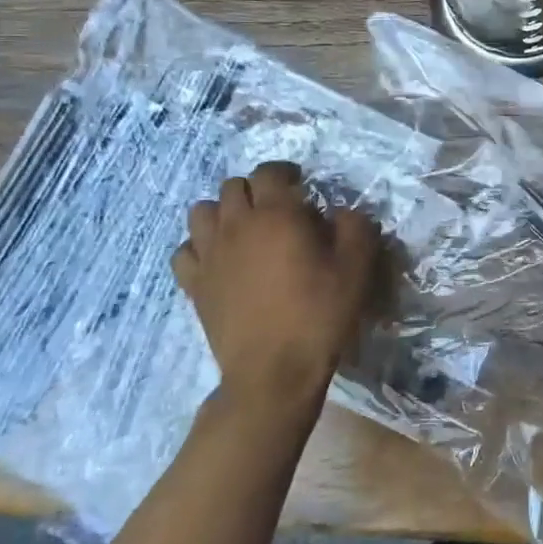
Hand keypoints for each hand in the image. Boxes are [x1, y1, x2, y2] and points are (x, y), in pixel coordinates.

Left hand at [172, 161, 382, 412]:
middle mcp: (236, 225)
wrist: (274, 371)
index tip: (301, 185)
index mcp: (276, 214)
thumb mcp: (357, 267)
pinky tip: (220, 259)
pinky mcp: (194, 284)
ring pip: (201, 211)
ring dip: (223, 212)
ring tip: (244, 229)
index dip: (285, 172)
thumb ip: (355, 226)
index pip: (270, 172)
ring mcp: (209, 255)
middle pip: (233, 186)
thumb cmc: (319, 314)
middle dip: (256, 190)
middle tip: (277, 209)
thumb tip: (342, 211)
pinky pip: (185, 250)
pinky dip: (200, 246)